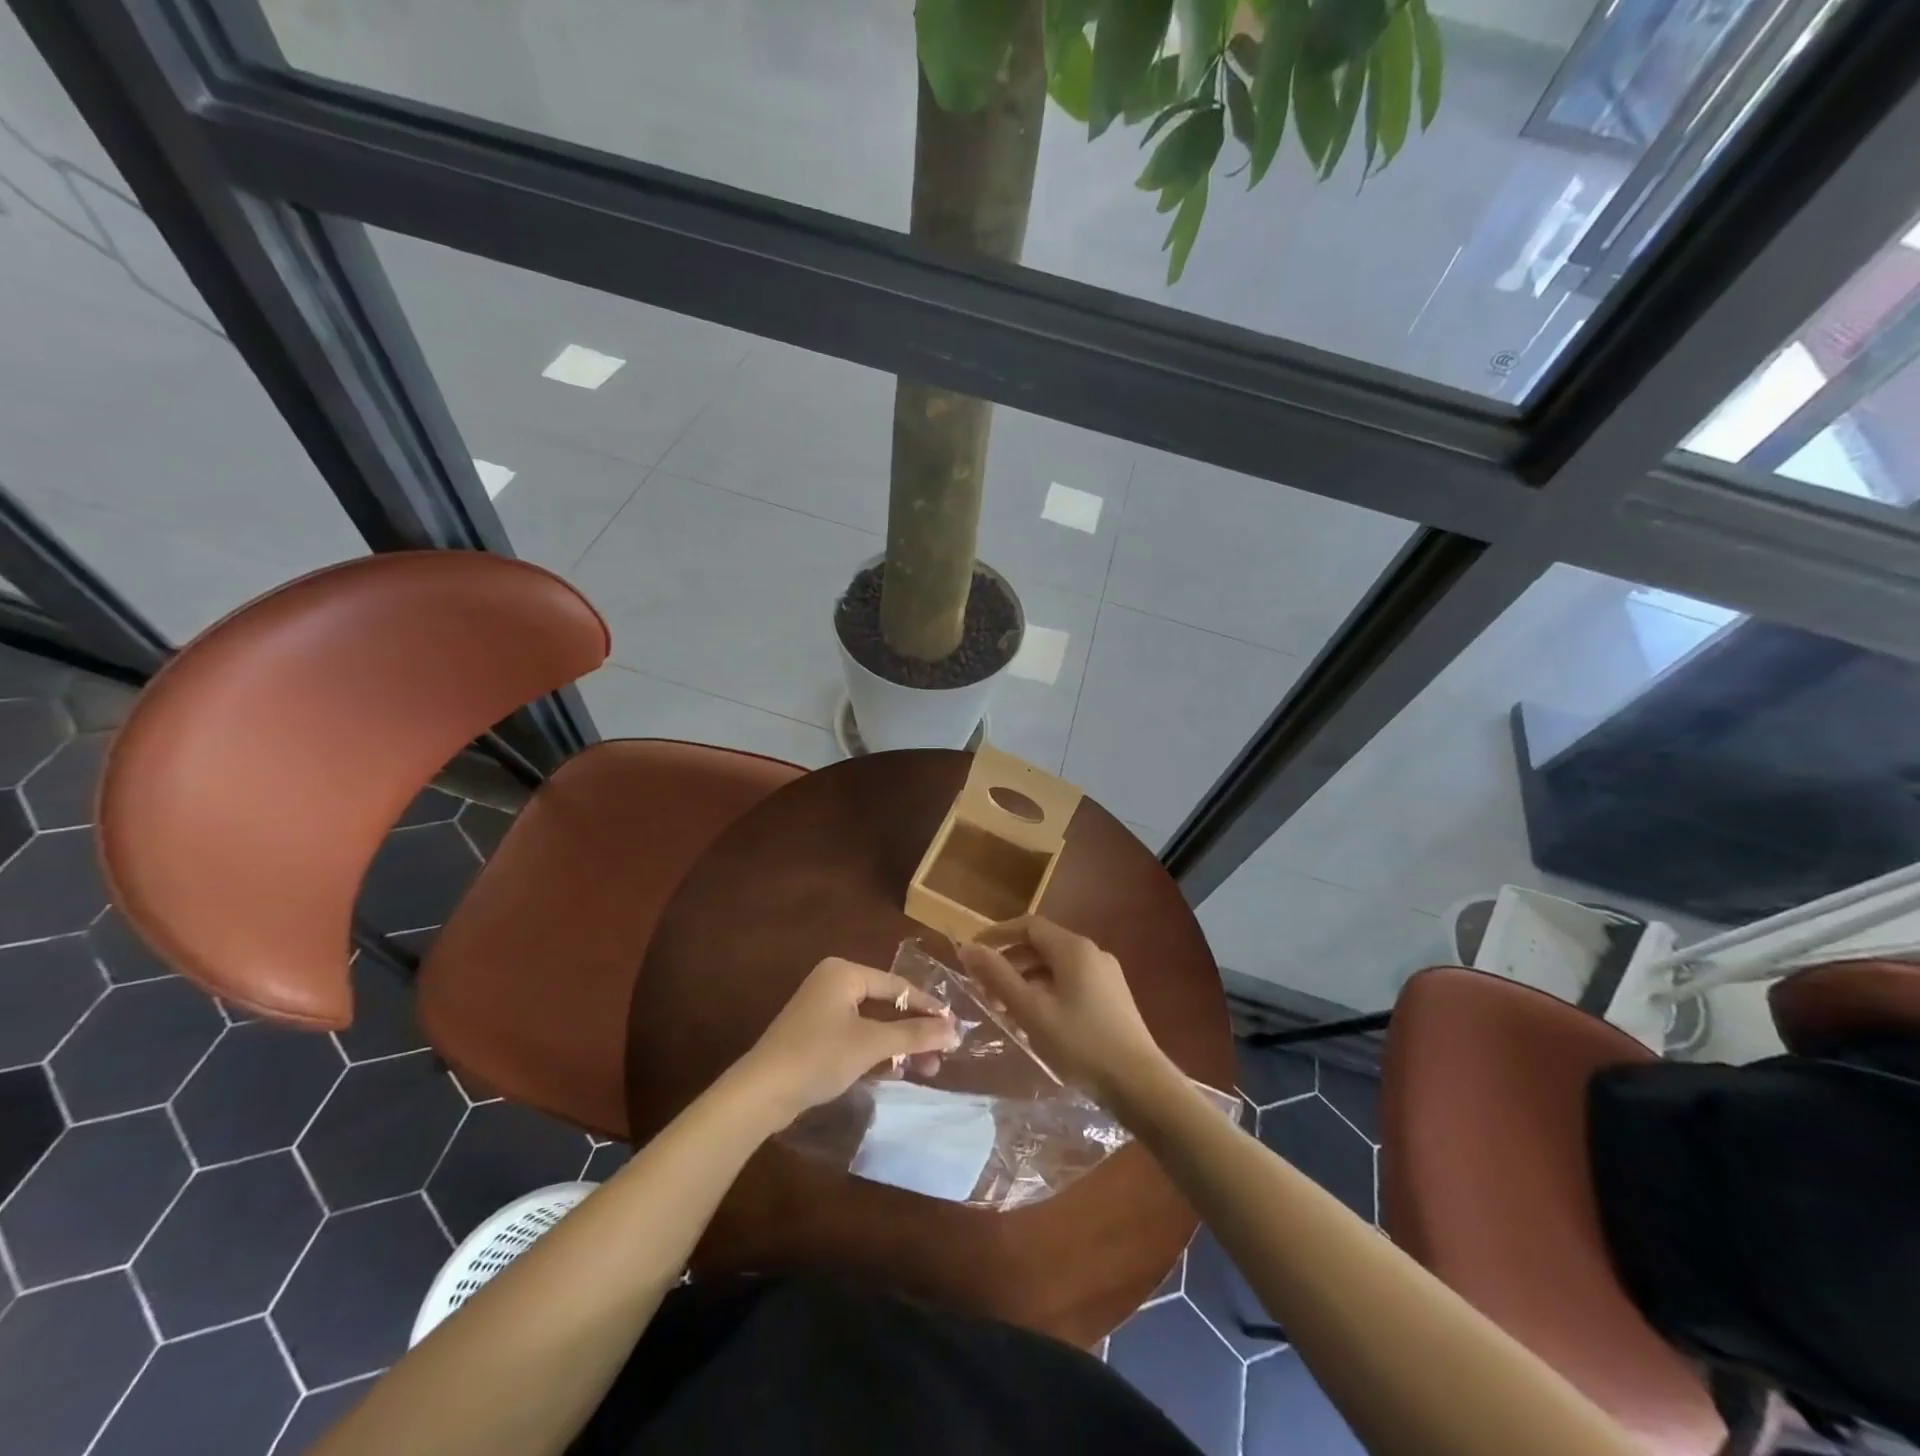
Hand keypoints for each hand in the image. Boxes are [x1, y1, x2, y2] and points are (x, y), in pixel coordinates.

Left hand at [734, 957, 960, 1124]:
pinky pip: (857, 1038)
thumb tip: (955, 1030)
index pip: (897, 985)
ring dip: (899, 1046)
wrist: (761, 1093)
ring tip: (928, 1069)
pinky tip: (897, 1072)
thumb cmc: (818, 1056)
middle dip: (915, 1031)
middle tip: (943, 1053)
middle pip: (886, 1004)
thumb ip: (914, 1035)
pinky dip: (877, 1053)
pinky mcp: (815, 1037)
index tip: (955, 1026)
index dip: (928, 1006)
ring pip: (873, 1024)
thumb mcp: (871, 1044)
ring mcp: (822, 1011)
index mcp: (844, 973)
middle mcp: (833, 984)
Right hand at [959, 917, 1176, 1109]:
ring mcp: (1106, 975)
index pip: (1028, 926)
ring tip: (1005, 1011)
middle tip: (984, 990)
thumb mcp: (1031, 1011)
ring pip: (1056, 967)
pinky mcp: (1112, 997)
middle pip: (1042, 946)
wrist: (1140, 1084)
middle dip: (1009, 964)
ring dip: (1026, 981)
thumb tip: (968, 948)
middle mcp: (1092, 953)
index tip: (972, 954)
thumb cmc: (1080, 1043)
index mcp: (1073, 948)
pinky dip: (1046, 992)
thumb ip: (998, 977)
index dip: (997, 935)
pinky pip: (1071, 983)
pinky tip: (1036, 1022)